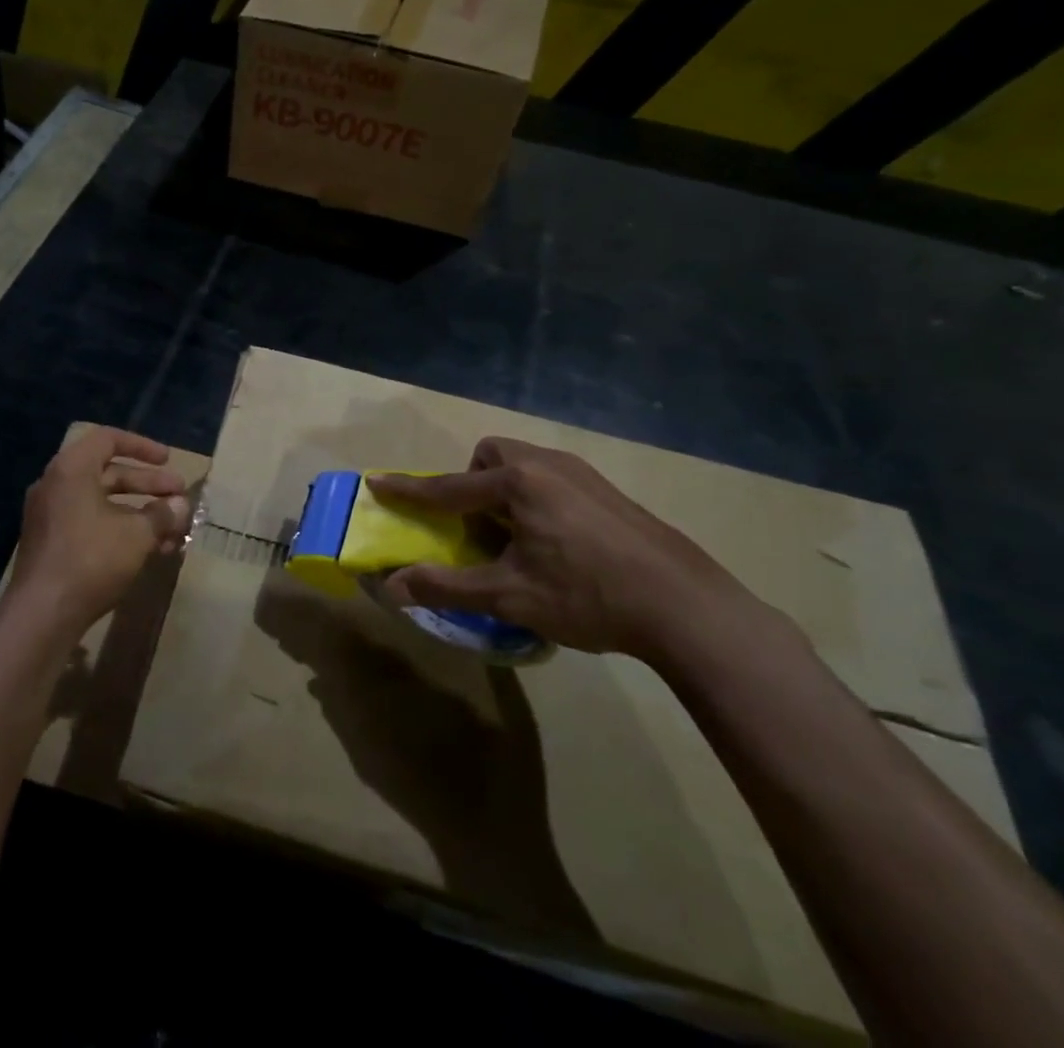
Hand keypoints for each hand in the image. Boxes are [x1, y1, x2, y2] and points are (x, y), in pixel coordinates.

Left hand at [8, 428, 190, 634]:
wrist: (42, 614)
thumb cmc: (91, 559)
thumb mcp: (137, 534)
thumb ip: (162, 514)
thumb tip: (181, 505)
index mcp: (72, 469)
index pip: (108, 439)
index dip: (142, 446)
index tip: (168, 460)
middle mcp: (56, 485)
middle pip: (109, 473)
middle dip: (148, 484)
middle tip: (179, 497)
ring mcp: (50, 516)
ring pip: (103, 503)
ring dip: (139, 512)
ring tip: (172, 530)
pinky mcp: (51, 543)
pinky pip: (90, 524)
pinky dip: (119, 529)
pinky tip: (149, 551)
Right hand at [367, 438, 754, 660]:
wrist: (686, 606)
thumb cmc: (588, 595)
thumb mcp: (510, 597)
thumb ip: (447, 587)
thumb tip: (392, 586)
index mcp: (517, 484)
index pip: (448, 487)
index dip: (409, 490)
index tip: (377, 482)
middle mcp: (547, 466)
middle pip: (492, 457)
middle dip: (472, 482)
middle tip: (478, 526)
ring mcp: (583, 474)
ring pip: (525, 464)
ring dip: (505, 490)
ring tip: (517, 537)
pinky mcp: (609, 491)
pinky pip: (553, 478)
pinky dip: (536, 498)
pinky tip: (558, 542)